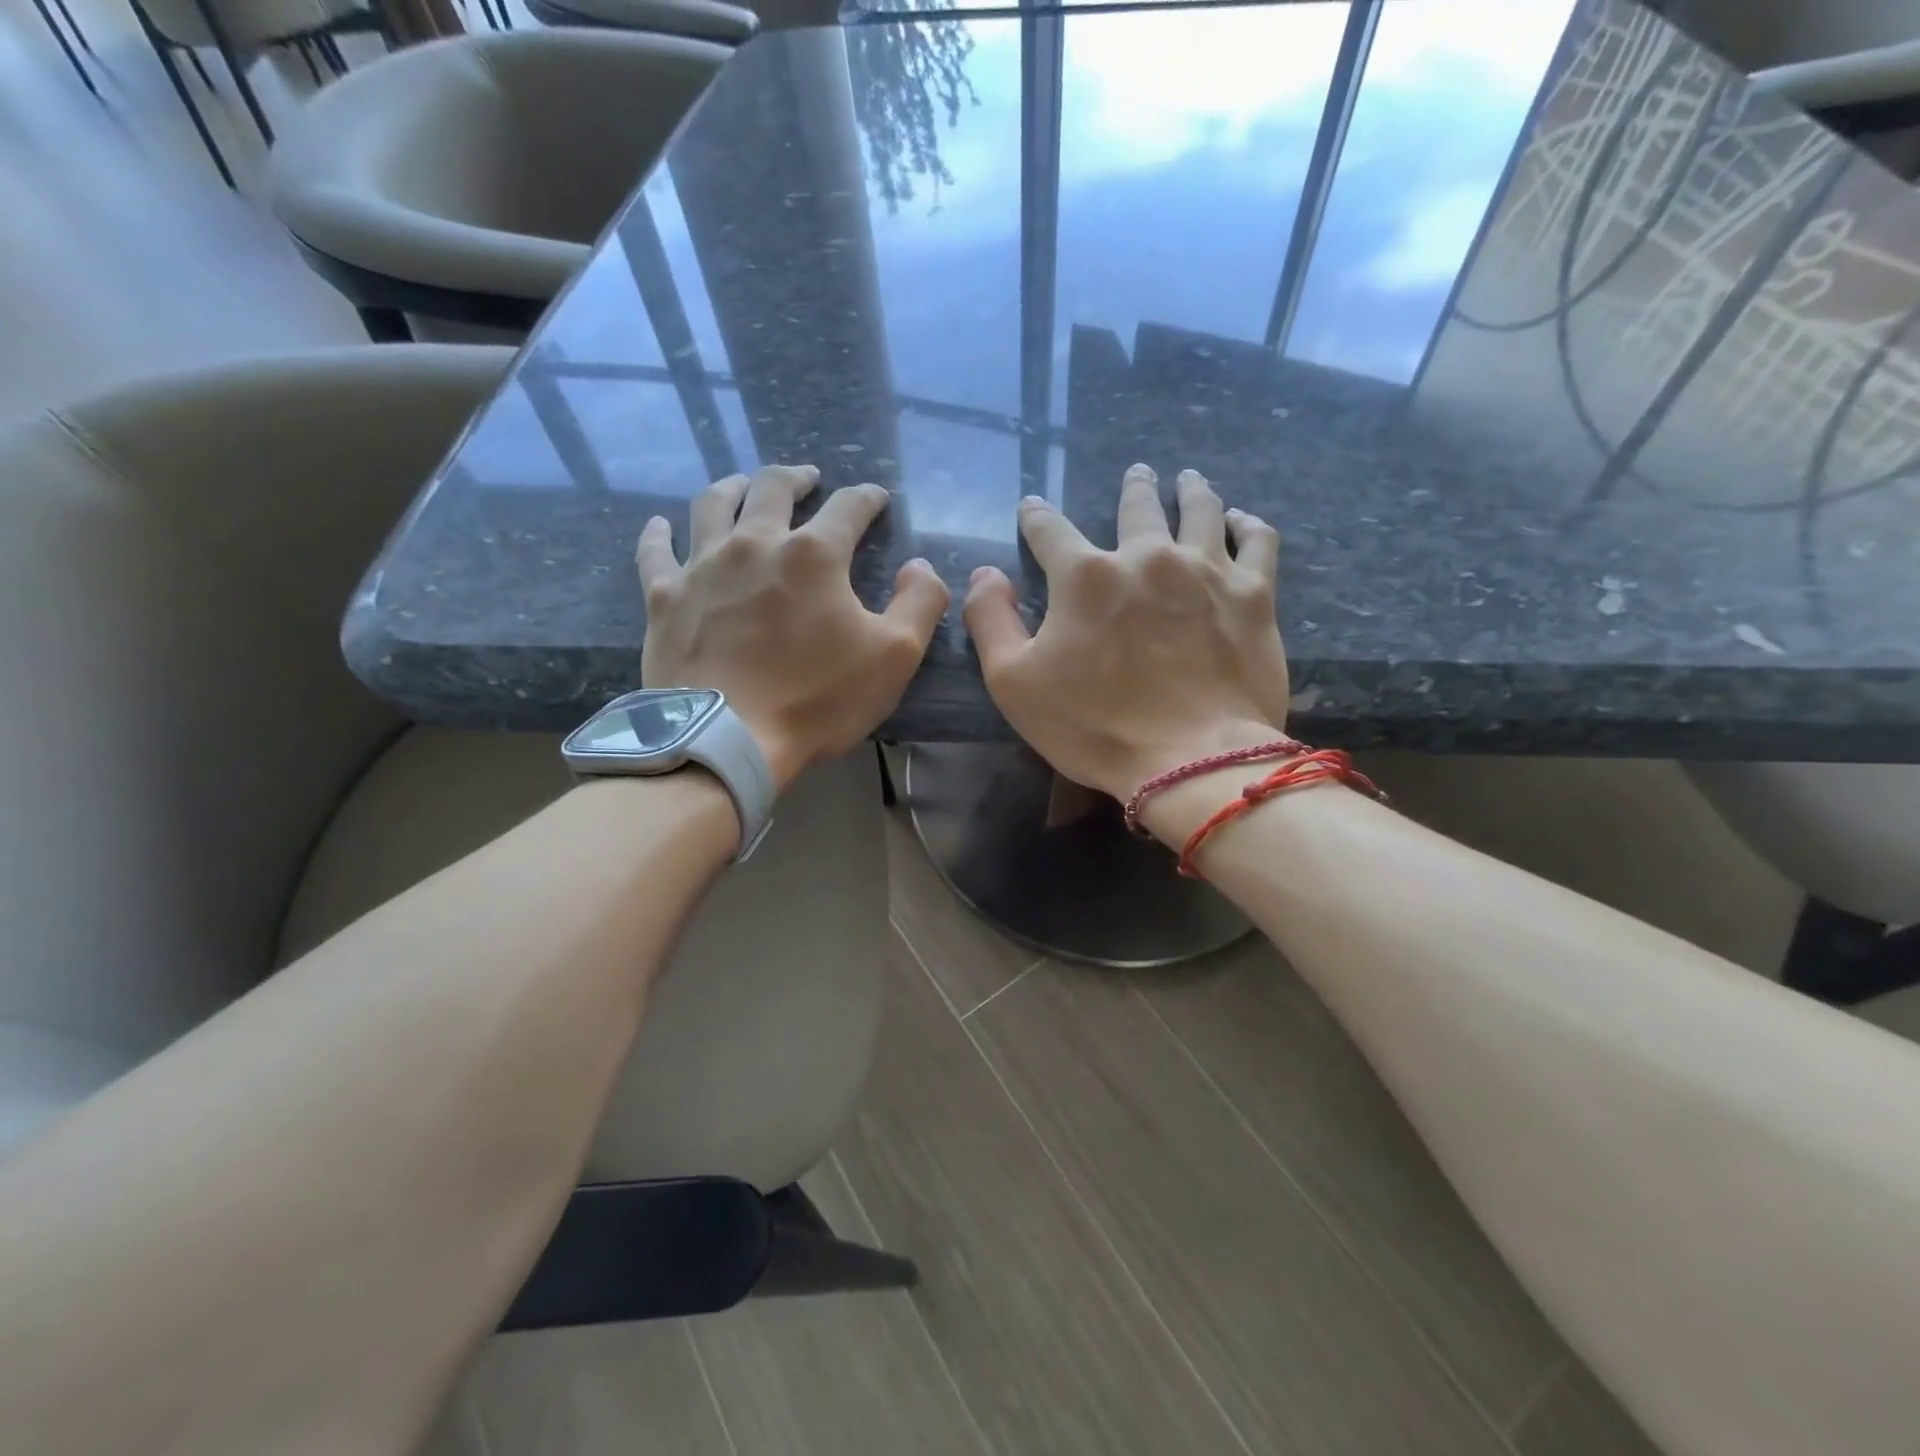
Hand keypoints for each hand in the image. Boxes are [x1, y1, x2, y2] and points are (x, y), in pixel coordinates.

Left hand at [637, 464, 948, 790]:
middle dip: (795, 478)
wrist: (727, 740)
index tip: (876, 499)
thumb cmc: (816, 699)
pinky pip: (656, 553)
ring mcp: (702, 567)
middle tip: (806, 479)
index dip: (867, 499)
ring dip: (732, 487)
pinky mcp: (665, 598)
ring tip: (743, 486)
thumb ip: (921, 602)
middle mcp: (755, 543)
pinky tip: (660, 525)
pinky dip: (658, 534)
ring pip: (712, 505)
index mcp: (814, 555)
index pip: (849, 507)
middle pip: (772, 488)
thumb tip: (919, 566)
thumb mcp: (895, 656)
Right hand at [962, 463, 1289, 802]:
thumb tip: (984, 574)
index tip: (1032, 508)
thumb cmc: (1093, 726)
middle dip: (1134, 486)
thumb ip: (990, 620)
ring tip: (1188, 480)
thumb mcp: (1013, 683)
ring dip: (1191, 490)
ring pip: (1201, 510)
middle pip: (1137, 505)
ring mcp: (1206, 571)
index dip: (1036, 517)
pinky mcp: (1253, 596)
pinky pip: (1257, 541)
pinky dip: (1248, 524)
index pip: (1050, 530)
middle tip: (1137, 473)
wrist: (1191, 761)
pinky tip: (1242, 520)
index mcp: (1085, 576)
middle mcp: (1146, 556)